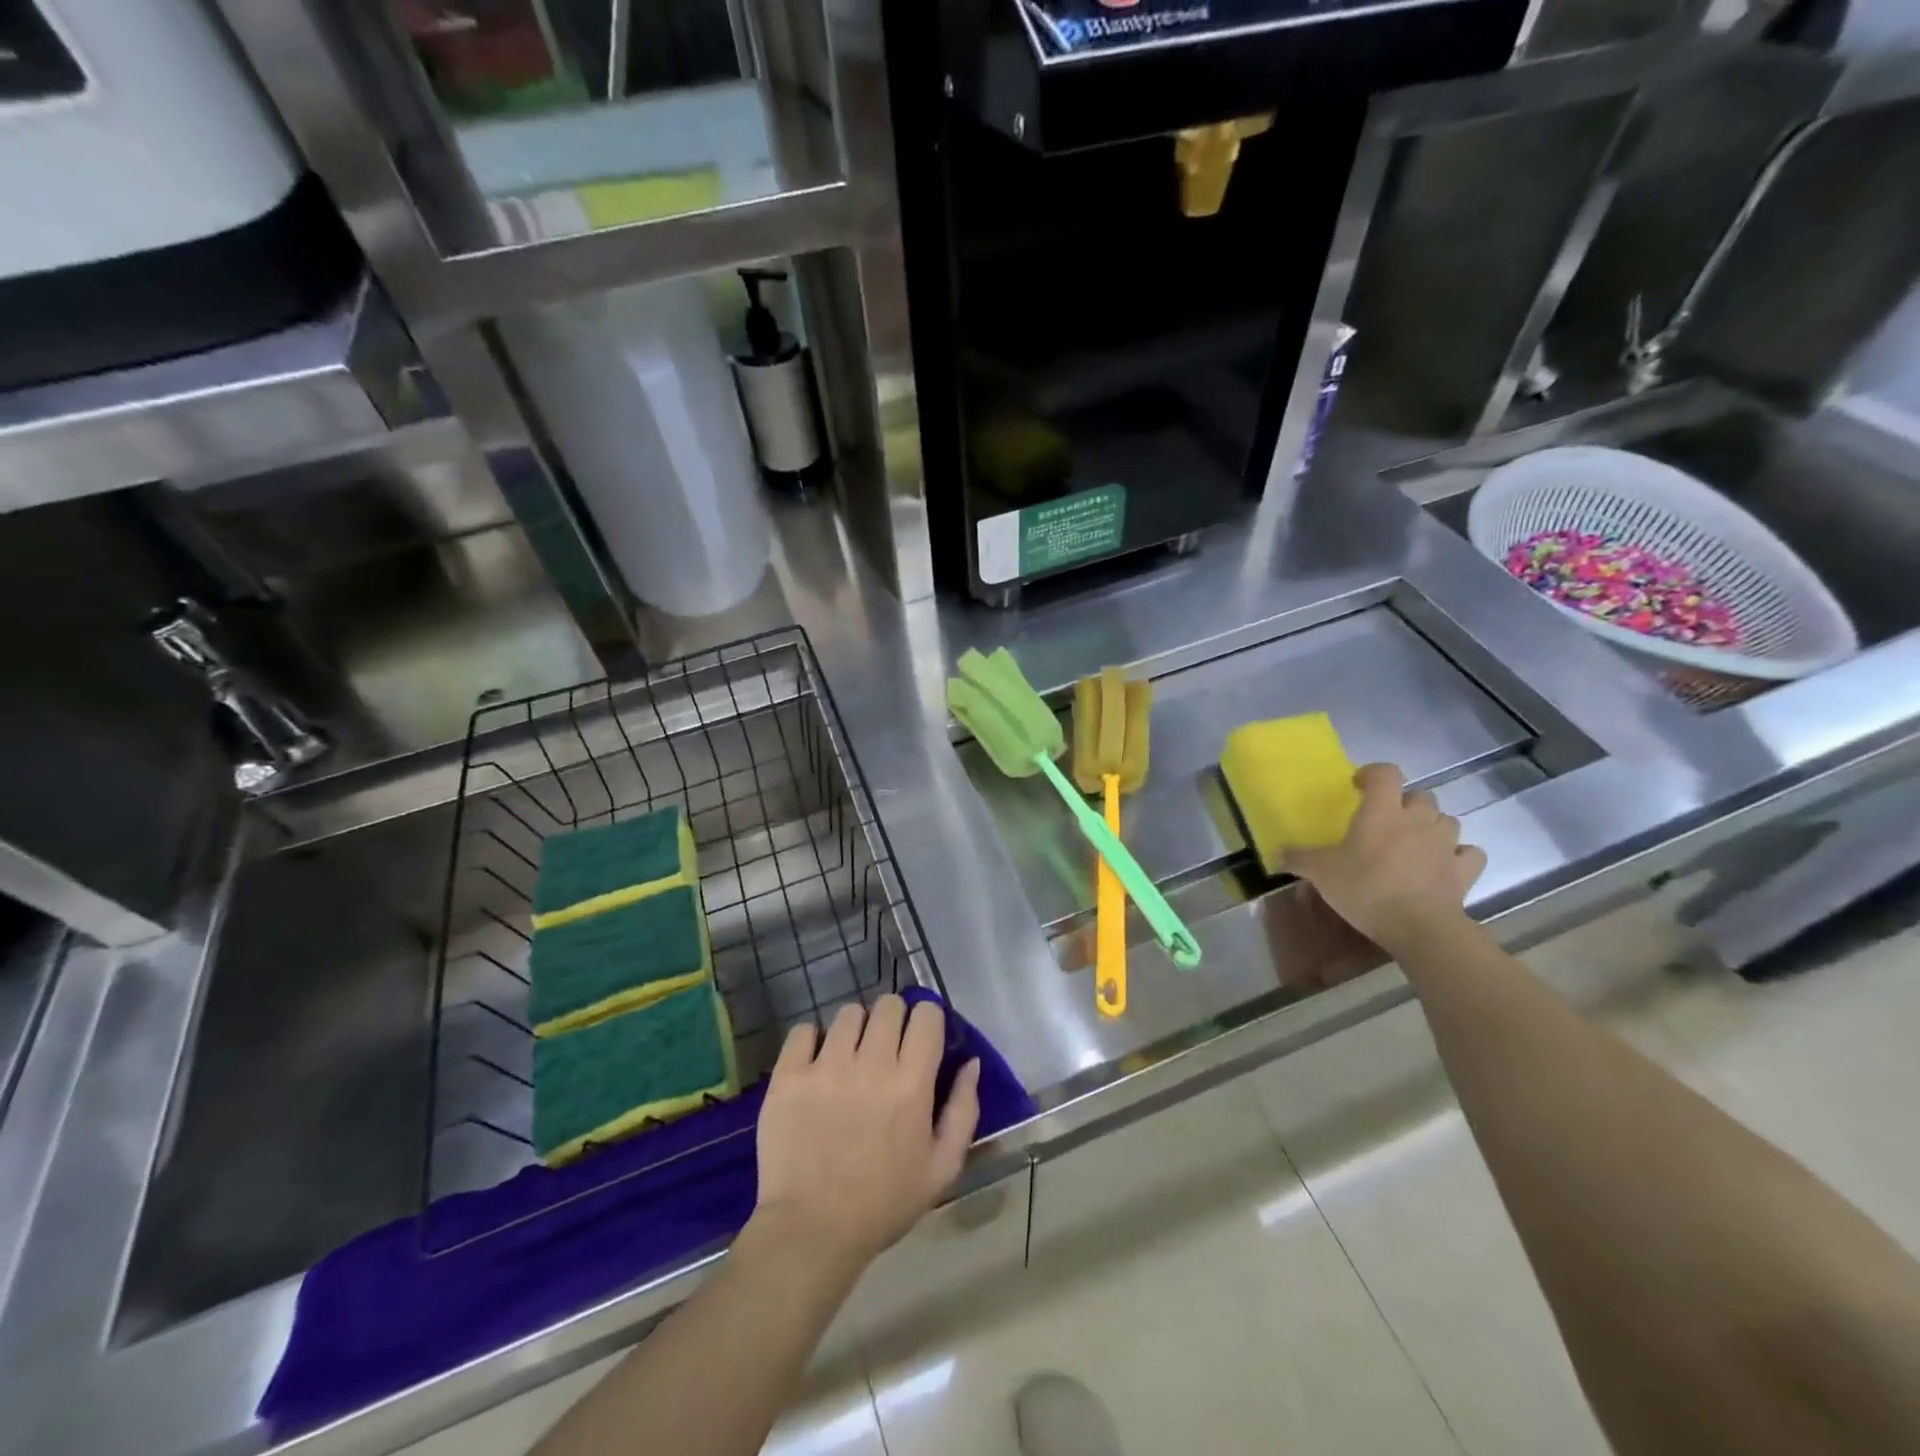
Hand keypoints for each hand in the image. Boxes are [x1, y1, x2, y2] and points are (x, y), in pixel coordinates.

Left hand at [751, 996, 979, 1275]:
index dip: (927, 1020)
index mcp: (911, 1083)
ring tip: (849, 1057)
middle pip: (887, 1004)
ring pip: (848, 1013)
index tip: (920, 1039)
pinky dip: (812, 1040)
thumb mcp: (942, 1167)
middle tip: (885, 1048)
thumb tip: (971, 1062)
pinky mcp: (789, 1076)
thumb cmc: (883, 1203)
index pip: (926, 1014)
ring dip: (855, 1029)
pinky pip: (803, 1031)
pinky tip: (816, 1064)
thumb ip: (964, 1110)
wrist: (811, 1231)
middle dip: (892, 1020)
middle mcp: (870, 1064)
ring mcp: (825, 1066)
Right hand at [1284, 763, 1486, 955]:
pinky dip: (1458, 855)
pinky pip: (1468, 853)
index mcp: (1382, 812)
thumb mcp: (1321, 873)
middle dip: (1405, 803)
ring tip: (1414, 842)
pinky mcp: (1464, 869)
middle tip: (1386, 821)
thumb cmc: (1366, 888)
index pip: (1385, 773)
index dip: (1373, 774)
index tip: (1358, 786)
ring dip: (1432, 826)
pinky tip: (1444, 864)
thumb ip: (1298, 859)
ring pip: (1446, 820)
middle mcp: (1418, 819)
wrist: (1419, 927)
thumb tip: (1277, 854)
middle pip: (1420, 795)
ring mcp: (1446, 844)